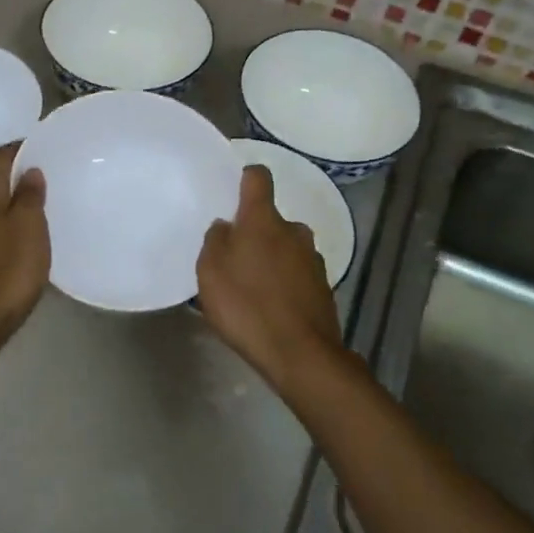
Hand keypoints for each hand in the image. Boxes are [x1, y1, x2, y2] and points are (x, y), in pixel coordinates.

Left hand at [0, 142, 49, 345]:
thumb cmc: (7, 271)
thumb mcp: (29, 228)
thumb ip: (30, 196)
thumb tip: (29, 171)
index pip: (1, 157)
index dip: (23, 147)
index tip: (46, 145)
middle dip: (19, 174)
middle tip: (50, 174)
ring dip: (13, 198)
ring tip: (42, 201)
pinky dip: (6, 219)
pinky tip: (24, 231)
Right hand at [196, 165, 344, 385]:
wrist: (301, 354)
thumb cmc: (247, 305)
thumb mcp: (210, 272)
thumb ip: (215, 241)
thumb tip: (226, 227)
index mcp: (264, 220)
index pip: (258, 178)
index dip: (245, 177)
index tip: (233, 187)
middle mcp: (294, 231)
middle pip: (270, 220)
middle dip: (254, 233)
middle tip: (233, 259)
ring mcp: (313, 259)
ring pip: (285, 248)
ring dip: (270, 259)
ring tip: (250, 289)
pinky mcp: (323, 287)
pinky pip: (296, 274)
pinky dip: (283, 283)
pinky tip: (270, 308)